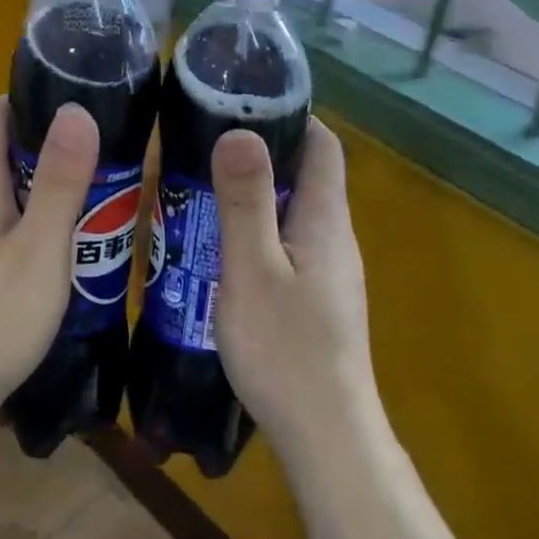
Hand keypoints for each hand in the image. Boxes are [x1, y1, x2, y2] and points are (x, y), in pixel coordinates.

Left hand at [0, 97, 99, 428]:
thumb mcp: (39, 250)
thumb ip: (59, 182)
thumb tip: (76, 109)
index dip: (29, 98)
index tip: (78, 96)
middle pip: (4, 152)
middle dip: (52, 145)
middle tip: (108, 151)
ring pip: (9, 192)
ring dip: (50, 186)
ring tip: (103, 194)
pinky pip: (7, 225)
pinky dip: (39, 221)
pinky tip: (71, 244)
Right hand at [211, 118, 376, 462]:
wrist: (326, 437)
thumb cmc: (285, 349)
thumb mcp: (253, 269)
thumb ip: (246, 201)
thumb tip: (240, 129)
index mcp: (326, 219)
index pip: (323, 144)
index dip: (291, 115)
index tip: (243, 102)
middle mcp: (335, 237)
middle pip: (308, 174)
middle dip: (264, 150)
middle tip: (206, 141)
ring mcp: (329, 271)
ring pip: (295, 211)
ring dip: (257, 192)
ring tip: (203, 185)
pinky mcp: (317, 298)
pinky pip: (288, 243)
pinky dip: (258, 227)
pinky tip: (220, 244)